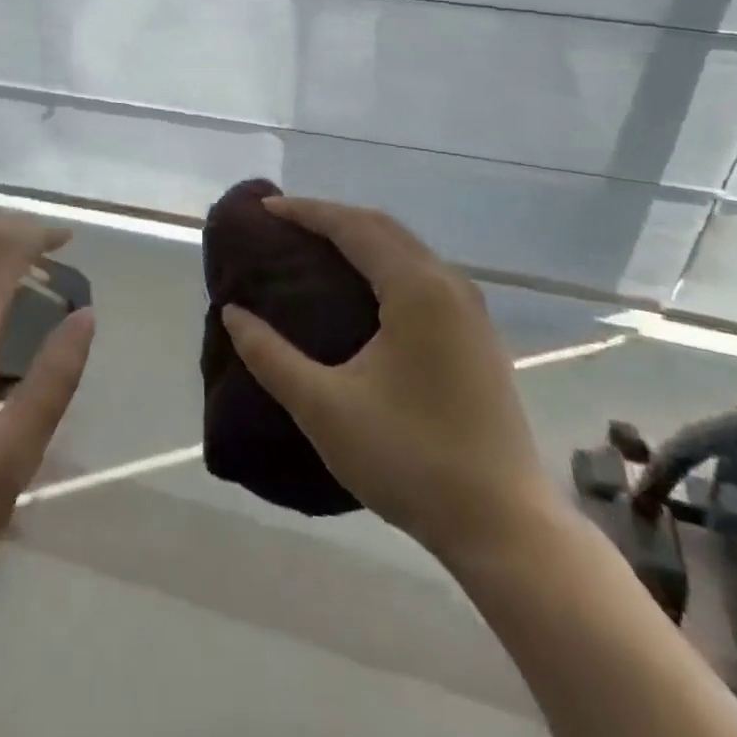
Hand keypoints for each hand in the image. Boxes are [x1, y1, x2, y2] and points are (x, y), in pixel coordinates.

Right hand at [221, 197, 554, 561]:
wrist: (504, 527)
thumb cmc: (409, 459)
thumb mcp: (324, 408)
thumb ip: (270, 356)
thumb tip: (232, 314)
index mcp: (416, 288)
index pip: (352, 226)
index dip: (306, 212)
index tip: (265, 209)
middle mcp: (449, 284)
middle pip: (382, 227)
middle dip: (332, 217)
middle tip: (285, 224)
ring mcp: (471, 310)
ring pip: (407, 250)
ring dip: (361, 238)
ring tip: (317, 248)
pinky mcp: (479, 335)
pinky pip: (423, 274)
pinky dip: (385, 263)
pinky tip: (364, 289)